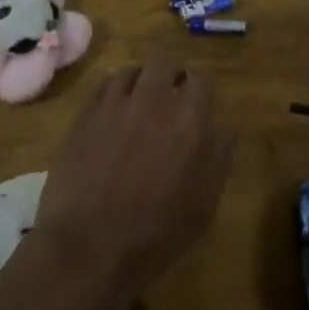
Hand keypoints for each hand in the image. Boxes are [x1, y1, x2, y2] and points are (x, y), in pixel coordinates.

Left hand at [33, 59, 234, 304]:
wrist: (90, 247)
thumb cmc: (158, 232)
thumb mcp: (205, 203)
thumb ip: (219, 157)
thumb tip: (224, 129)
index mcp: (190, 120)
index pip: (202, 78)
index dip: (202, 86)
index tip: (200, 99)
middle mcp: (153, 101)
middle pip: (164, 62)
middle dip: (171, 73)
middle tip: (171, 94)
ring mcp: (114, 105)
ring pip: (131, 71)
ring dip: (141, 80)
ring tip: (140, 100)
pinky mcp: (84, 116)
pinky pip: (103, 88)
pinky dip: (114, 92)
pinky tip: (114, 111)